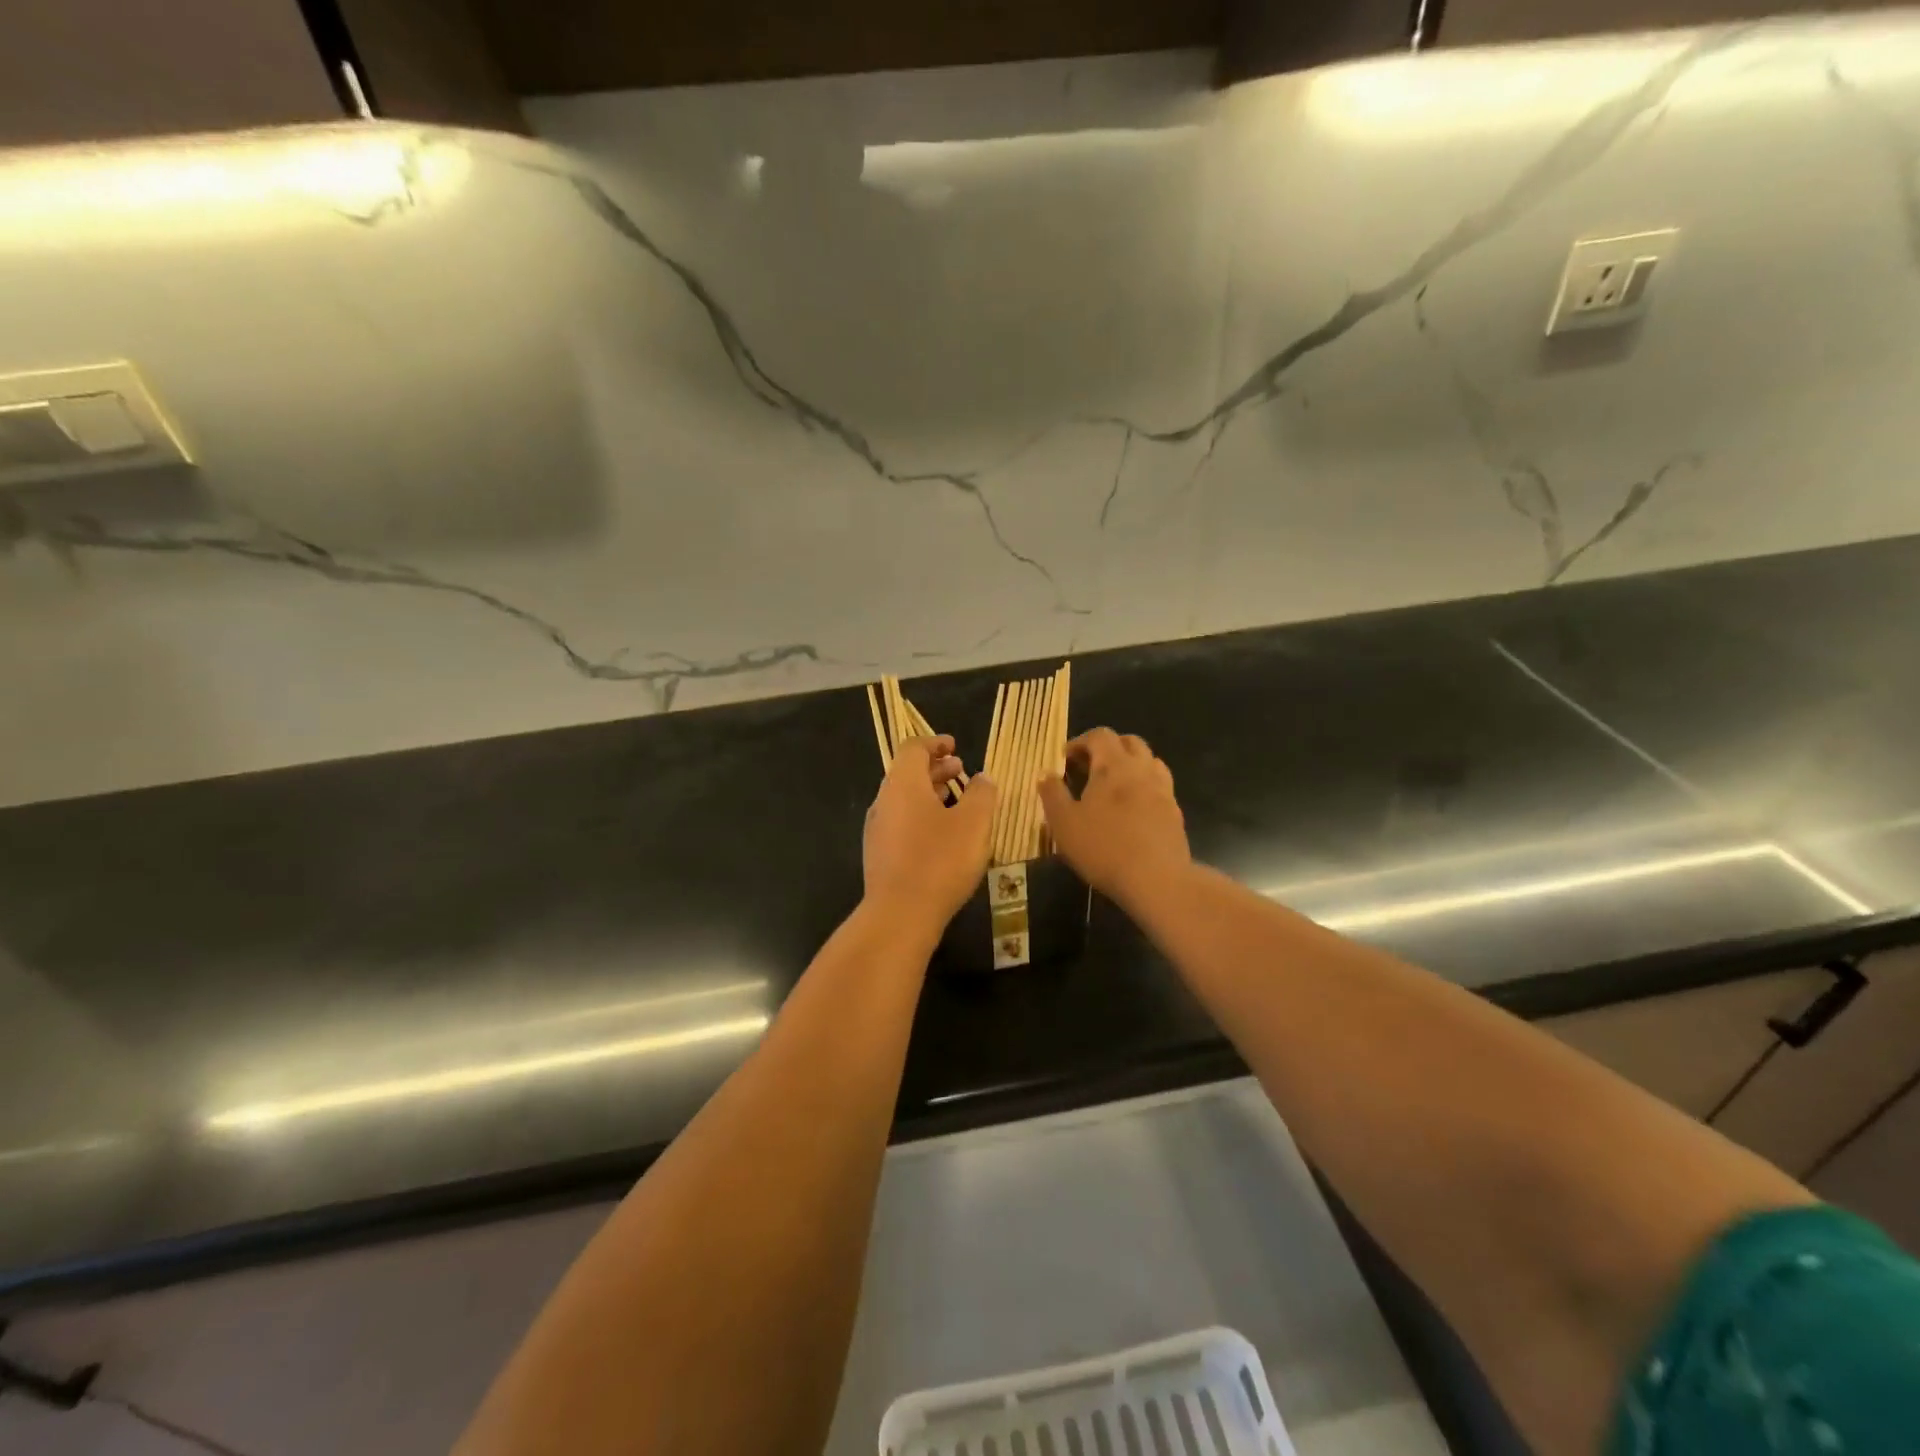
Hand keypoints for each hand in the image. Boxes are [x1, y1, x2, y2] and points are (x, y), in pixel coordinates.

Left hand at [863, 736, 998, 934]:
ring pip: (904, 799)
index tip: (955, 746)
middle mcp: (884, 801)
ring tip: (956, 800)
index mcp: (903, 784)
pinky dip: (921, 816)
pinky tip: (942, 835)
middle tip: (962, 770)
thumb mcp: (973, 823)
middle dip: (935, 768)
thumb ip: (982, 794)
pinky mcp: (879, 854)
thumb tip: (983, 778)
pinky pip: (901, 822)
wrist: (900, 914)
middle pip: (907, 773)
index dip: (935, 743)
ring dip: (929, 793)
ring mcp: (878, 829)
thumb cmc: (940, 860)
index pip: (913, 748)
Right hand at [1038, 728, 1189, 908]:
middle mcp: (1142, 770)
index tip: (1065, 759)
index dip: (1080, 742)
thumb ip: (1052, 794)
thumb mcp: (1063, 822)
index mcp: (1114, 765)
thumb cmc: (1103, 847)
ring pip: (1149, 762)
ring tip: (1113, 786)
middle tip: (1089, 768)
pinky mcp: (1175, 813)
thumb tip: (1045, 773)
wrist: (1157, 880)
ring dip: (1130, 765)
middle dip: (1108, 748)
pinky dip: (1144, 787)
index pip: (1100, 735)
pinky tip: (1132, 810)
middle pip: (1129, 742)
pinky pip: (1159, 787)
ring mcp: (1164, 790)